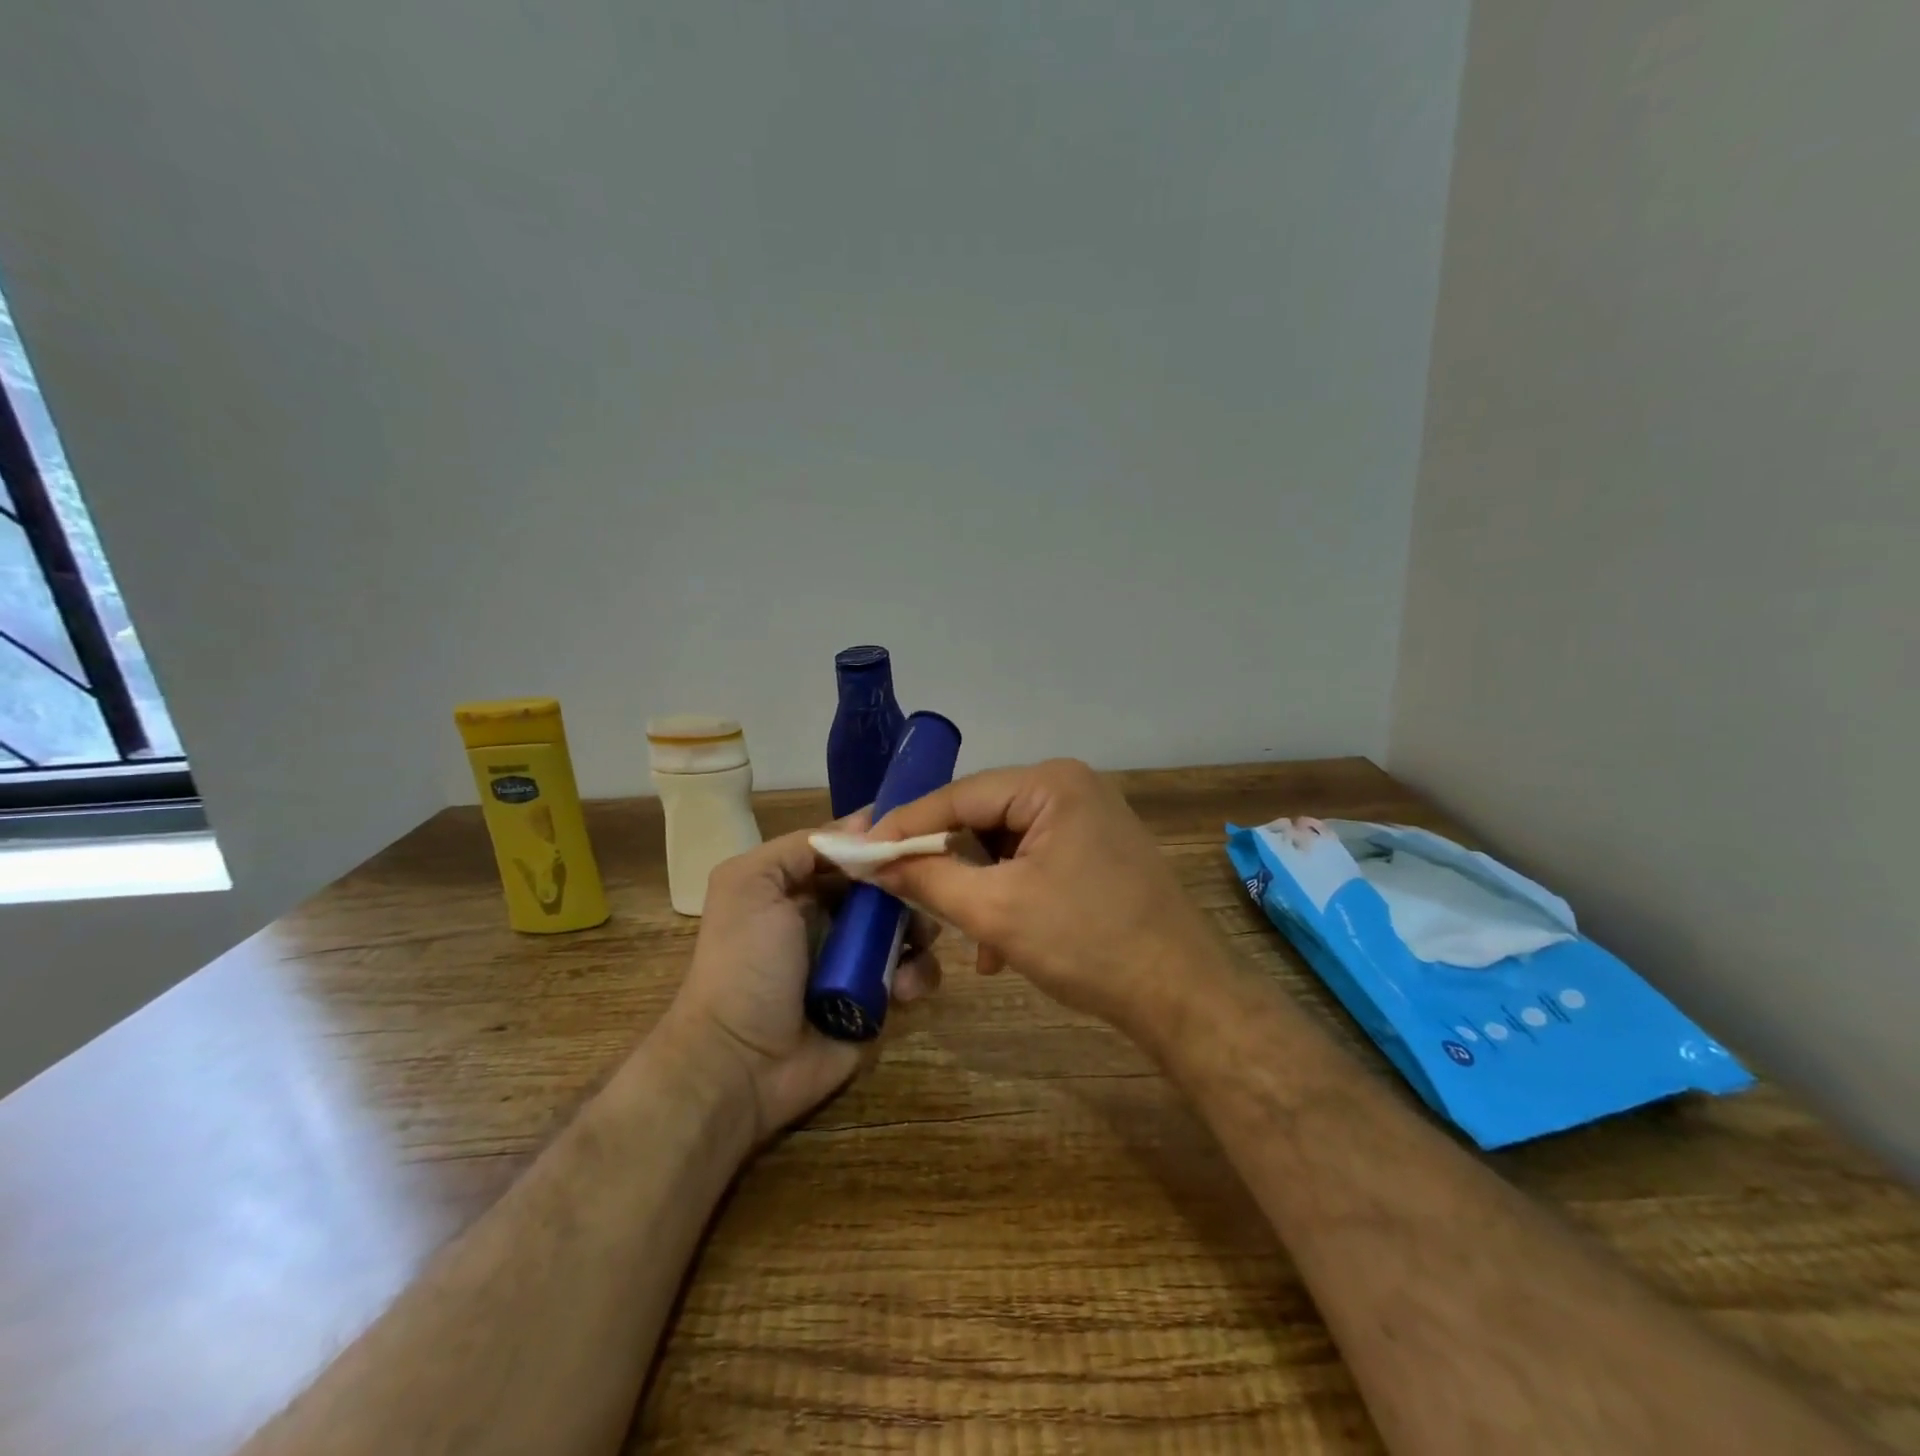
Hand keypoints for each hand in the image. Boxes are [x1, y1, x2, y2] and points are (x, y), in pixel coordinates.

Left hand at [660, 822, 940, 1141]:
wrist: (740, 1063)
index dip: (884, 842)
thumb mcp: (751, 884)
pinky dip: (917, 975)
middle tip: (929, 889)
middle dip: (912, 884)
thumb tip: (867, 821)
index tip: (917, 834)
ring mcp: (860, 960)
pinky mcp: (880, 1001)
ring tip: (916, 942)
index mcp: (803, 887)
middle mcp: (834, 918)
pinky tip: (902, 988)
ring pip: (910, 927)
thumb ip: (802, 847)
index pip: (855, 851)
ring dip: (921, 929)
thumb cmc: (745, 963)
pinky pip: (915, 975)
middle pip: (889, 886)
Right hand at [866, 760, 1225, 1044]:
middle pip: (983, 817)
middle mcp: (1071, 788)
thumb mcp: (997, 911)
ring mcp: (1089, 818)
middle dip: (944, 860)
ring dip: (978, 887)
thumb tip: (873, 862)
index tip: (858, 851)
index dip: (904, 826)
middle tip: (899, 889)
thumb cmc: (1088, 944)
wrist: (1183, 995)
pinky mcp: (1097, 850)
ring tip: (964, 936)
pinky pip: (1034, 861)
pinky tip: (999, 945)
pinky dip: (1010, 895)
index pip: (959, 796)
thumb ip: (929, 879)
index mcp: (1051, 784)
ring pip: (1006, 844)